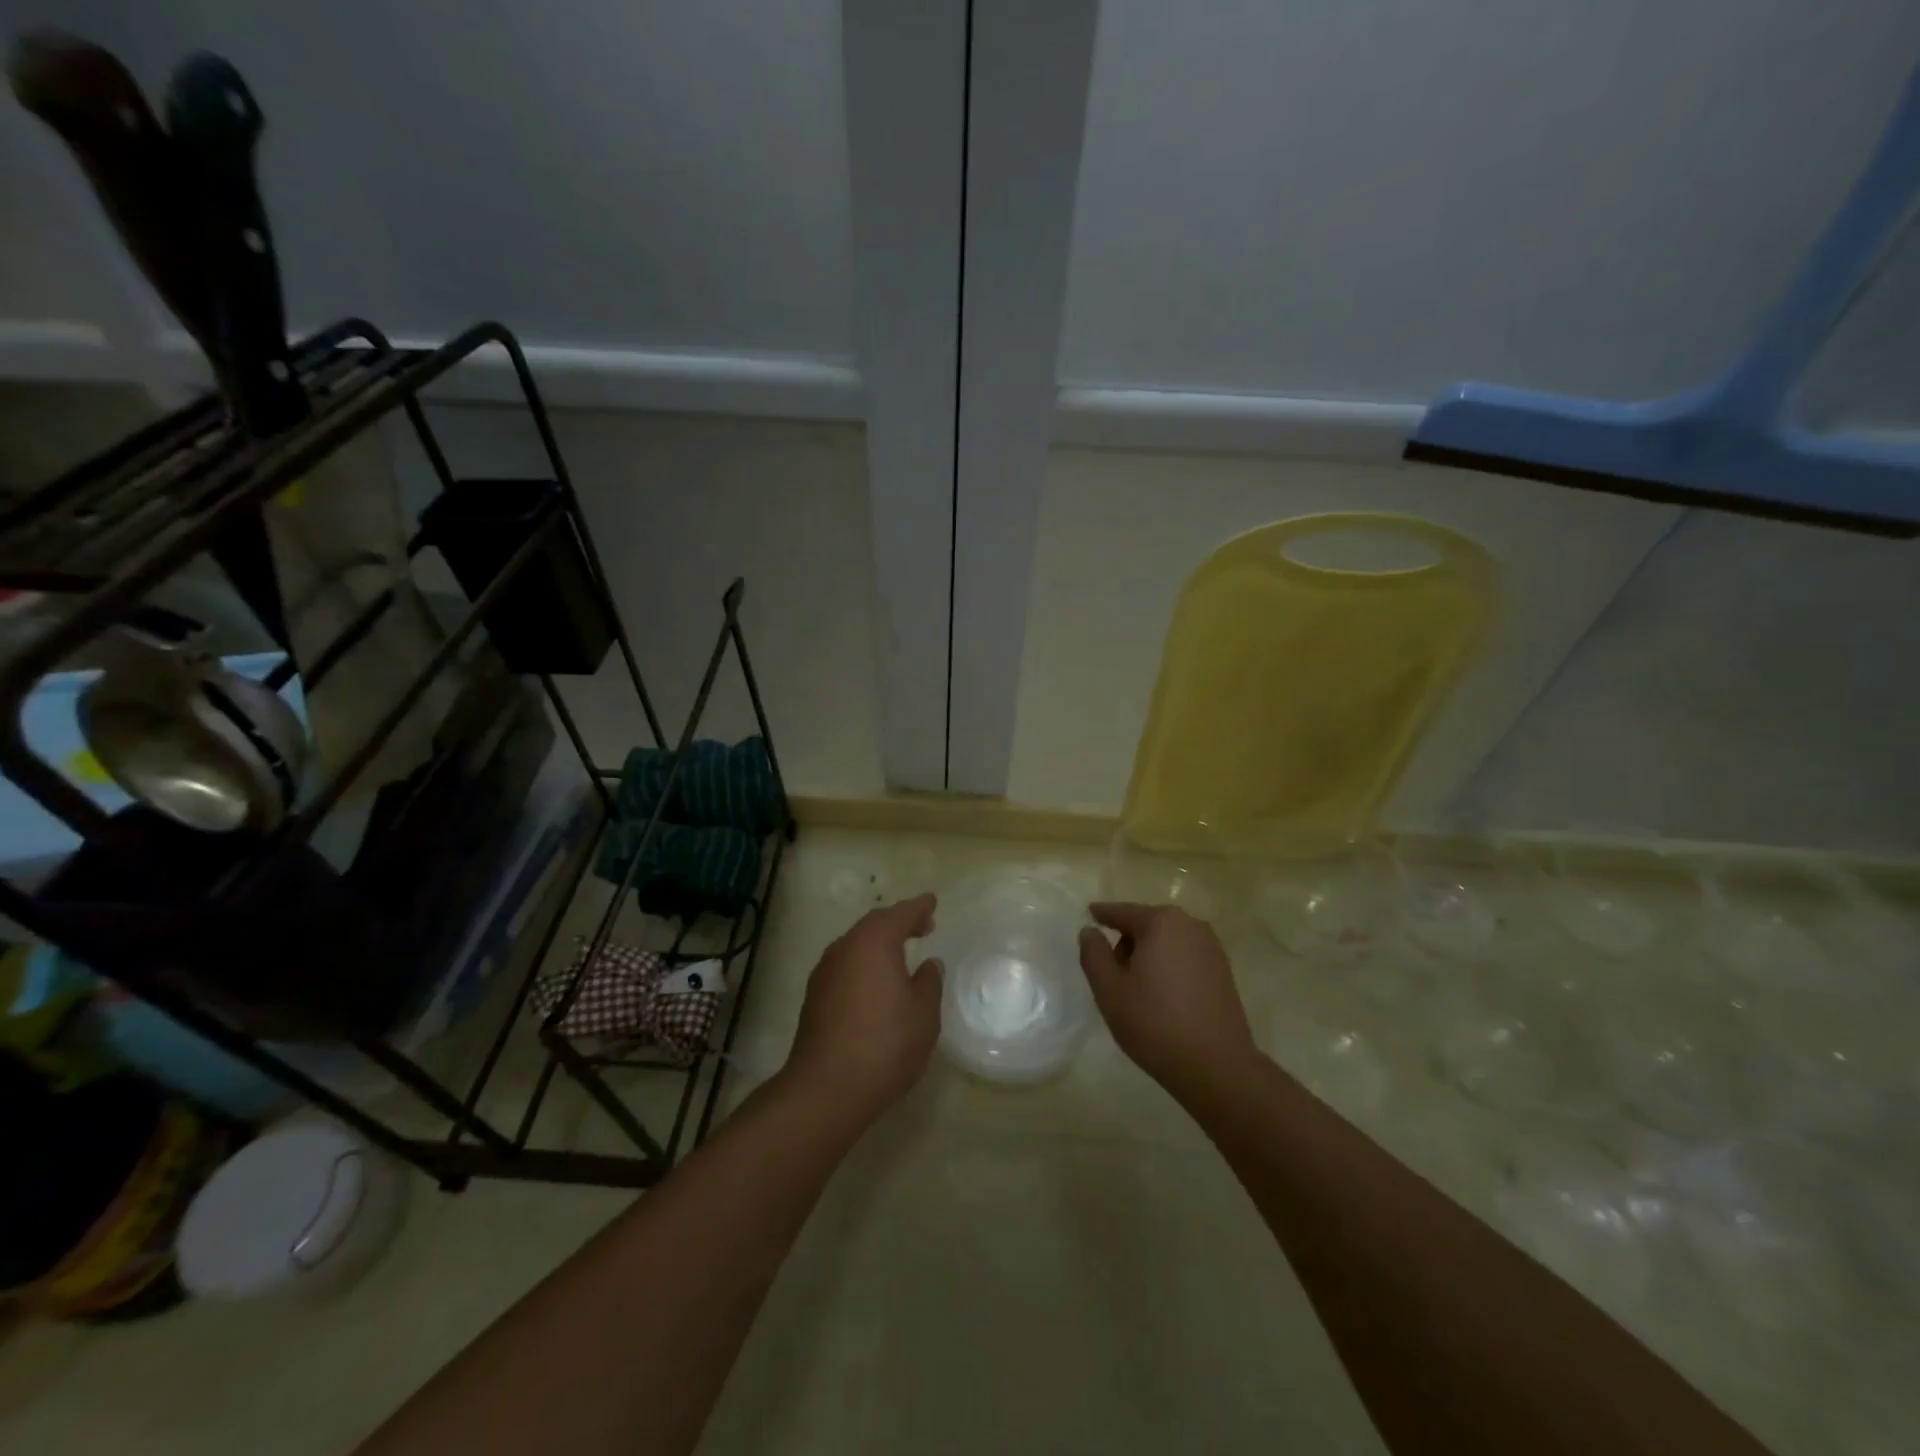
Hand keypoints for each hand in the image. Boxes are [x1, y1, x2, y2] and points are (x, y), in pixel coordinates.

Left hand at [783, 893, 942, 1129]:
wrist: (826, 1088)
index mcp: (874, 942)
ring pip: (856, 945)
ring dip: (878, 944)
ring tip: (900, 954)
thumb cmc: (885, 1044)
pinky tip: (876, 982)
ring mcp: (825, 971)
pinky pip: (846, 965)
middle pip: (874, 925)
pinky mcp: (814, 996)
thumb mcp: (923, 1014)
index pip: (900, 914)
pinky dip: (864, 963)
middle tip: (921, 926)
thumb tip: (928, 965)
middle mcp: (845, 947)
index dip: (919, 908)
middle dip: (898, 922)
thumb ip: (929, 982)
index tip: (932, 902)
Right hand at [1078, 901, 1258, 1106]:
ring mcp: (1212, 948)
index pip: (1122, 912)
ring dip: (1149, 957)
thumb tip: (1089, 931)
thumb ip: (1093, 954)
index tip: (1088, 915)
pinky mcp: (1224, 971)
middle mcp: (1190, 925)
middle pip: (1146, 925)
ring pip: (1167, 942)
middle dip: (1126, 942)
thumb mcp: (1109, 989)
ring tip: (1137, 992)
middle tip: (1112, 975)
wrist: (1216, 1066)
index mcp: (1161, 922)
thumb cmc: (1154, 1022)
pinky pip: (1185, 958)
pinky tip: (1163, 999)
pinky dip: (1169, 968)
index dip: (1102, 915)